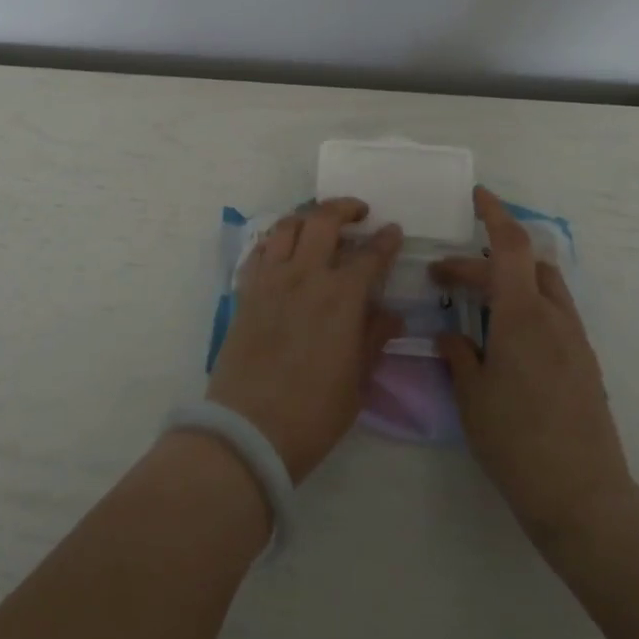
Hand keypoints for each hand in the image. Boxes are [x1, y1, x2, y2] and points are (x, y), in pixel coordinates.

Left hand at [207, 198, 404, 483]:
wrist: (249, 430)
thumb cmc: (314, 413)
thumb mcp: (357, 380)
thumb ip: (374, 338)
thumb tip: (391, 313)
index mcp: (341, 297)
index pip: (370, 254)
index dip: (385, 239)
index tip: (393, 231)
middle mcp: (305, 276)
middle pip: (323, 220)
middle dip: (345, 208)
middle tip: (358, 212)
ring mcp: (270, 280)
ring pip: (287, 226)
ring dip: (307, 217)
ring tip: (319, 224)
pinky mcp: (245, 291)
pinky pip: (259, 251)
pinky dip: (275, 241)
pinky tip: (283, 251)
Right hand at [432, 187, 633, 550]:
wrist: (584, 498)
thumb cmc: (517, 442)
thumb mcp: (472, 396)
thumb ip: (459, 354)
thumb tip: (452, 335)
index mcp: (522, 315)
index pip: (509, 245)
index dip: (494, 214)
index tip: (477, 195)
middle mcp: (554, 317)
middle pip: (522, 264)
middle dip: (481, 261)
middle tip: (445, 279)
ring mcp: (575, 340)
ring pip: (544, 286)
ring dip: (511, 278)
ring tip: (479, 300)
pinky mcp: (585, 364)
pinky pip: (554, 313)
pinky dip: (528, 304)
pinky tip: (506, 336)